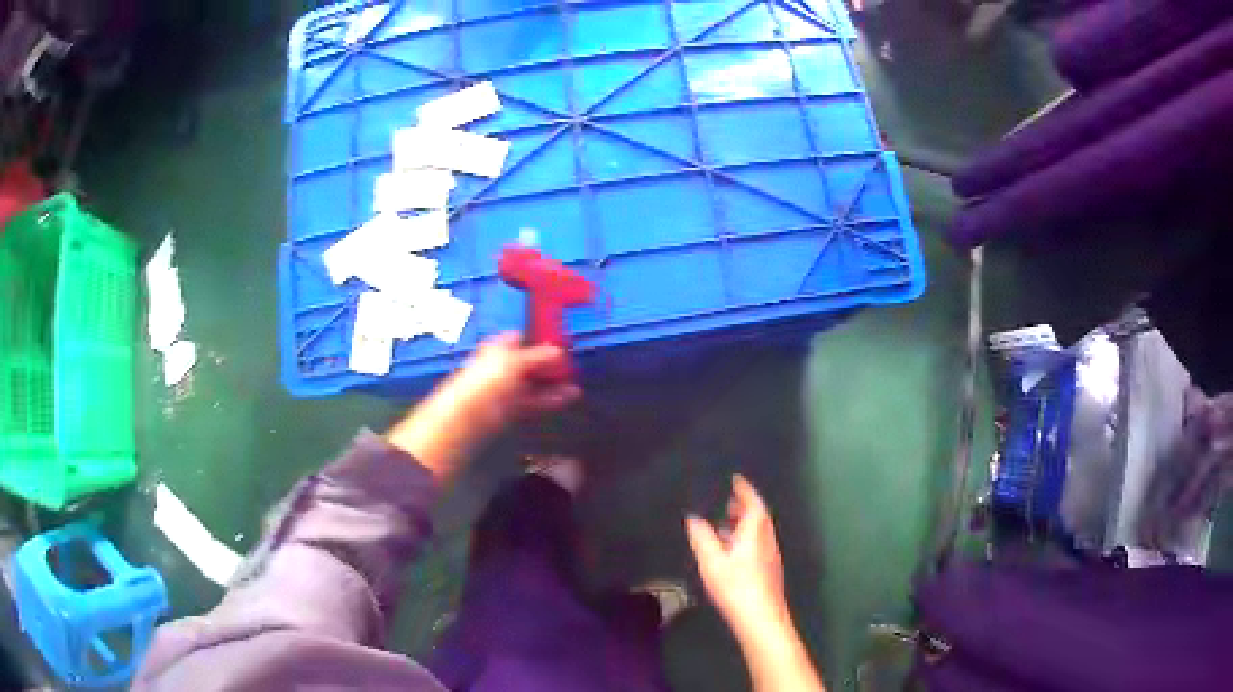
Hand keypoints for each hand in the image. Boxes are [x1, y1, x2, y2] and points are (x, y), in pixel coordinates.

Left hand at [447, 332, 582, 430]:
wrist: (470, 414)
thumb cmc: (489, 378)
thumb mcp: (516, 361)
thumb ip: (539, 356)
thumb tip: (559, 351)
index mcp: (498, 347)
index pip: (521, 338)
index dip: (540, 339)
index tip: (561, 343)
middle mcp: (501, 365)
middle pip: (530, 362)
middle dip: (550, 364)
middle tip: (572, 367)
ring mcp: (506, 388)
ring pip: (533, 383)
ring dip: (553, 384)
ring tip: (575, 386)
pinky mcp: (511, 408)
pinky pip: (533, 400)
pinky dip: (549, 398)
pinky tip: (567, 397)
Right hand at [686, 475, 788, 633]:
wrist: (761, 618)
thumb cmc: (736, 586)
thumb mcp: (711, 561)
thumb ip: (702, 537)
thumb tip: (693, 517)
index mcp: (755, 531)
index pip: (753, 502)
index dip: (744, 489)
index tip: (736, 478)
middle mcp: (767, 539)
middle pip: (758, 516)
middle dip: (744, 506)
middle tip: (728, 500)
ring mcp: (771, 555)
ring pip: (759, 531)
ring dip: (744, 523)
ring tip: (725, 523)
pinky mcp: (769, 569)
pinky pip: (758, 543)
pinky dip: (746, 538)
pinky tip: (731, 551)